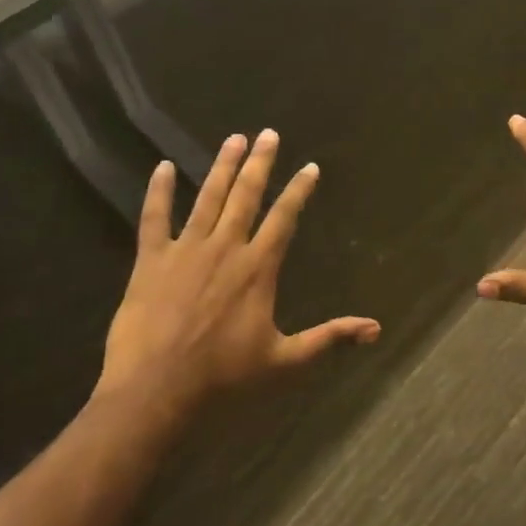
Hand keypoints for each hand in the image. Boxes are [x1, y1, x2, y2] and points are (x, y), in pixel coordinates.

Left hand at [94, 132, 379, 428]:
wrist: (154, 392)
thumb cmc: (221, 377)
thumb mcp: (284, 361)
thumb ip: (328, 338)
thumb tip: (375, 329)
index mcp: (258, 267)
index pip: (284, 217)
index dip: (299, 190)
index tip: (309, 166)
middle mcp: (226, 247)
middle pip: (247, 195)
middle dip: (260, 162)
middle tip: (268, 133)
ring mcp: (187, 250)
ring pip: (208, 198)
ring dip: (222, 167)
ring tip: (234, 138)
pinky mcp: (151, 260)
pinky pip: (155, 218)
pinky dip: (159, 192)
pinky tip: (163, 167)